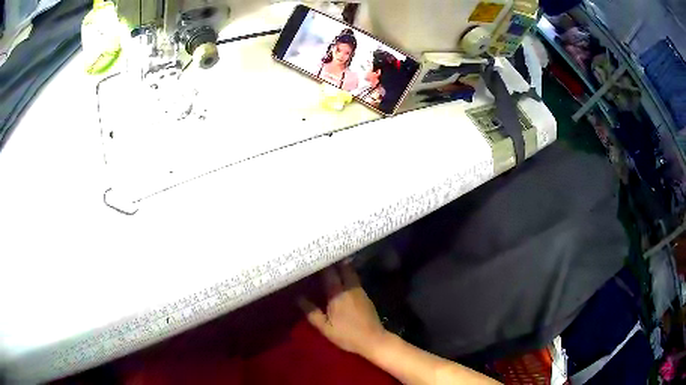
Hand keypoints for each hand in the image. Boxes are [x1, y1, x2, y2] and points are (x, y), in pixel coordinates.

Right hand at [298, 264, 387, 356]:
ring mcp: (359, 290)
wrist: (373, 339)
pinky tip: (342, 280)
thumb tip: (298, 297)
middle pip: (343, 267)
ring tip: (330, 266)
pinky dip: (347, 275)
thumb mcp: (324, 327)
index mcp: (337, 294)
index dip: (321, 264)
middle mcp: (349, 287)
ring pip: (351, 272)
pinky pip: (355, 279)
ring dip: (342, 267)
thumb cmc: (347, 335)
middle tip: (321, 259)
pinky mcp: (365, 295)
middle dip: (333, 261)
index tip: (312, 259)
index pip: (329, 272)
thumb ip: (311, 312)